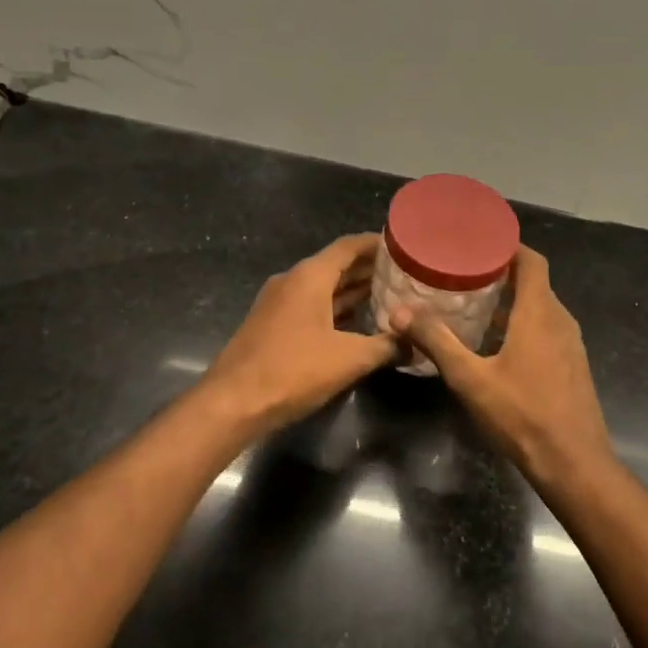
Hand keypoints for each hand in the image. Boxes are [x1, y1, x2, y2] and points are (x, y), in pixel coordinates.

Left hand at [198, 234, 398, 440]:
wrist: (232, 403)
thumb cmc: (293, 370)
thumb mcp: (349, 359)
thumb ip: (386, 346)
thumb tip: (415, 343)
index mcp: (310, 276)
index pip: (349, 246)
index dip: (378, 244)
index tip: (405, 247)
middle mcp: (292, 281)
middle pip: (337, 265)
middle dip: (370, 269)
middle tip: (405, 275)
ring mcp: (279, 302)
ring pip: (324, 287)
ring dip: (354, 290)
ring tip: (389, 296)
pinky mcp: (273, 324)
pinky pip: (311, 305)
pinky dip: (335, 308)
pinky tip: (358, 323)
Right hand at [391, 245, 613, 490]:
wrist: (574, 463)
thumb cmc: (522, 415)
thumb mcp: (471, 379)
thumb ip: (437, 342)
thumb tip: (400, 313)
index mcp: (540, 312)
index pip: (532, 260)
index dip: (509, 246)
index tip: (479, 242)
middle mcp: (560, 320)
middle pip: (534, 283)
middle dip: (502, 275)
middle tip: (463, 274)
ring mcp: (571, 344)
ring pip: (541, 309)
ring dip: (511, 303)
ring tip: (474, 306)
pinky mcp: (572, 365)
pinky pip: (547, 330)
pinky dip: (523, 325)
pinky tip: (496, 345)